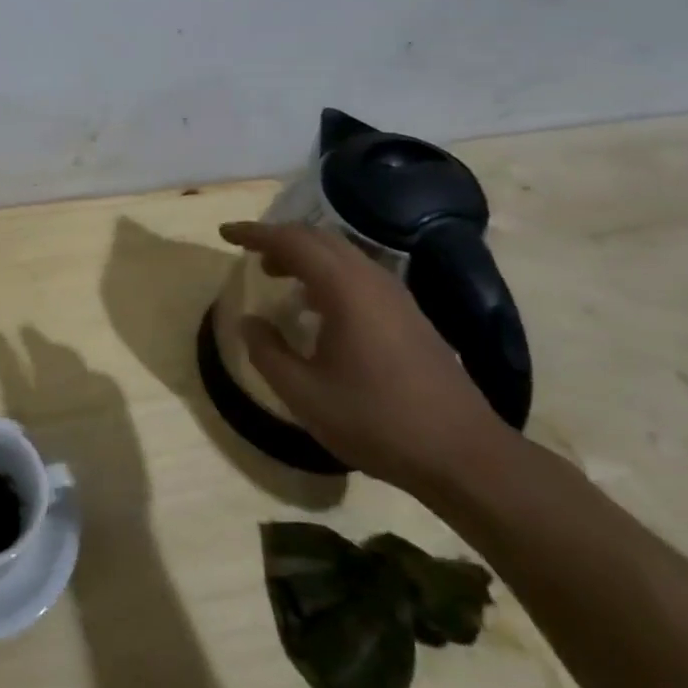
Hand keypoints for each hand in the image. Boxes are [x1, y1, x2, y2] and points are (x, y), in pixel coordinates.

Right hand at [219, 221, 514, 493]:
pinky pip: (358, 274)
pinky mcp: (409, 314)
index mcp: (344, 289)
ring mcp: (396, 295)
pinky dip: (327, 273)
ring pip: (342, 254)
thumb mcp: (304, 394)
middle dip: (279, 239)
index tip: (225, 233)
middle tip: (249, 254)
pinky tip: (318, 306)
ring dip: (305, 256)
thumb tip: (249, 321)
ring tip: (278, 275)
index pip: (291, 241)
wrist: (462, 454)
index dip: (254, 233)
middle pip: (319, 238)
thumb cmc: (376, 420)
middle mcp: (371, 279)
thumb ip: (267, 352)